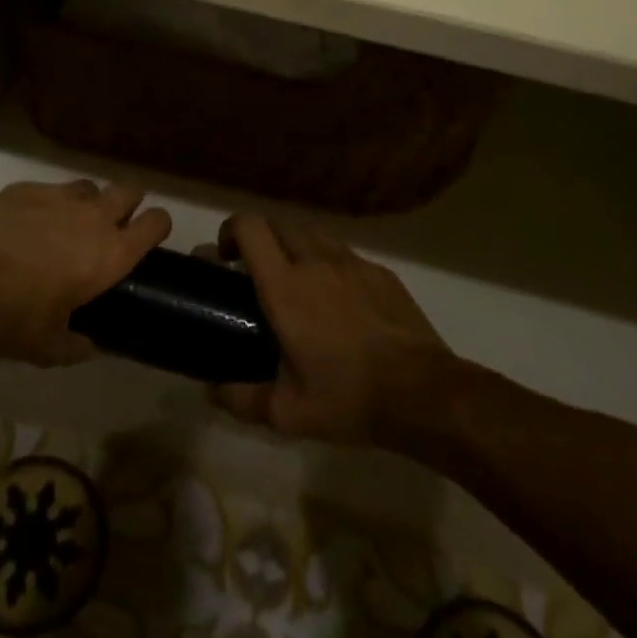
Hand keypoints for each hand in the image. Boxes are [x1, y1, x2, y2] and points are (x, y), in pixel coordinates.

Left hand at [0, 178, 171, 365]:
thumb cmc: (17, 320)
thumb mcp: (51, 347)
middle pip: (129, 190)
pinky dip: (44, 203)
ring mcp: (60, 197)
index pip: (156, 223)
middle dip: (127, 202)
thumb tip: (87, 345)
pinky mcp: (28, 188)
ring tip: (66, 222)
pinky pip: (48, 189)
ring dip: (86, 201)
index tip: (150, 233)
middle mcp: (94, 217)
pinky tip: (25, 223)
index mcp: (112, 254)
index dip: (157, 225)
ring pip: (89, 186)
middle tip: (111, 222)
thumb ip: (76, 344)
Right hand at [205, 213, 451, 442]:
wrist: (423, 393)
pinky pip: (345, 255)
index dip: (230, 230)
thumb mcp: (287, 413)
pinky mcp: (381, 272)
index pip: (250, 227)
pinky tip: (340, 302)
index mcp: (285, 286)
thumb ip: (242, 399)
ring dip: (295, 248)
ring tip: (298, 284)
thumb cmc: (349, 398)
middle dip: (261, 240)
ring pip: (313, 234)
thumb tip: (212, 391)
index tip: (226, 258)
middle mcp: (315, 261)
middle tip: (257, 274)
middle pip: (279, 224)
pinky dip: (331, 265)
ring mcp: (352, 262)